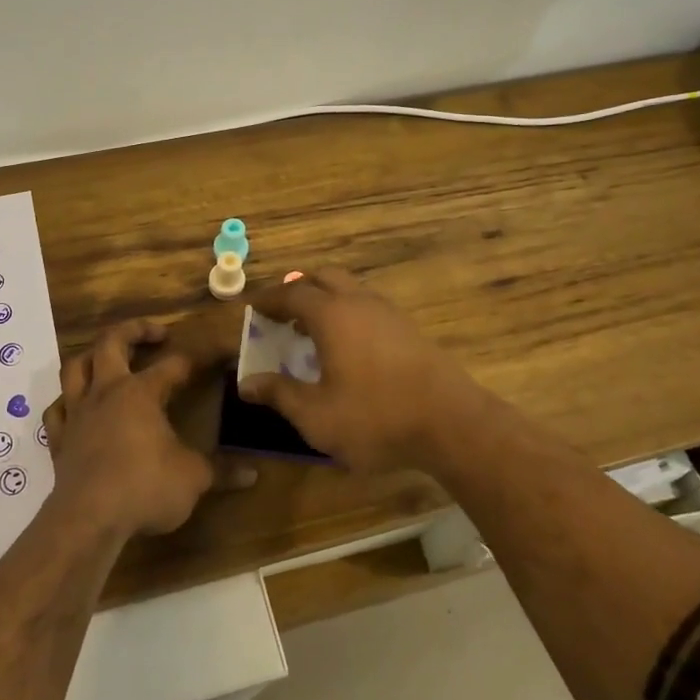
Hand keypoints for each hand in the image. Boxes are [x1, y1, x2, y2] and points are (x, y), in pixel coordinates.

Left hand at [43, 320, 220, 536]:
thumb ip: (221, 471)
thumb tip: (253, 474)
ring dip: (91, 357)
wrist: (88, 519)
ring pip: (75, 367)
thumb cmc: (145, 488)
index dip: (196, 358)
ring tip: (107, 358)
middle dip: (134, 330)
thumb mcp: (193, 479)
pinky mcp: (59, 439)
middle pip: (112, 343)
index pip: (173, 365)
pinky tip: (74, 407)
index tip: (215, 353)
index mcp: (141, 392)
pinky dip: (66, 402)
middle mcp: (106, 392)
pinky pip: (56, 410)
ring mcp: (78, 413)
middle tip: (156, 333)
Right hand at [236, 270, 492, 473]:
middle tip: (280, 312)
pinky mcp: (409, 328)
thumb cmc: (376, 418)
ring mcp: (388, 312)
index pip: (291, 293)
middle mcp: (359, 302)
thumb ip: (280, 394)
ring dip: (324, 299)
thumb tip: (247, 382)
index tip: (251, 309)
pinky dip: (347, 312)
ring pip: (349, 288)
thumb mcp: (316, 415)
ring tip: (309, 329)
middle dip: (297, 288)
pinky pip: (367, 305)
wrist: (452, 423)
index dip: (267, 299)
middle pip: (322, 277)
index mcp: (331, 315)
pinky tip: (345, 345)